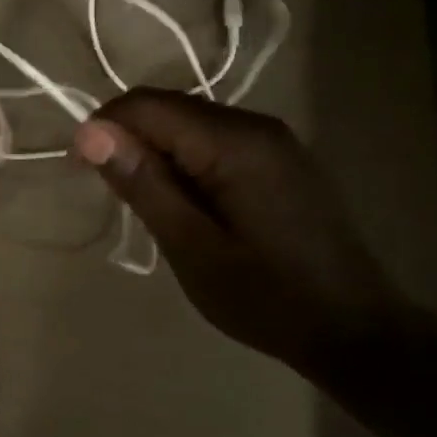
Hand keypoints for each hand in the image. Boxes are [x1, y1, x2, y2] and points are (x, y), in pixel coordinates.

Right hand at [74, 89, 409, 378]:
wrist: (357, 331)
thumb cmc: (267, 298)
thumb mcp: (192, 248)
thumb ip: (143, 184)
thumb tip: (90, 132)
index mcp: (234, 143)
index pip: (147, 105)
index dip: (103, 128)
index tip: (79, 171)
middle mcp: (256, 124)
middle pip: (169, 107)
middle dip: (128, 140)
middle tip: (113, 196)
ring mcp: (274, 139)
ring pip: (190, 123)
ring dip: (156, 152)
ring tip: (148, 206)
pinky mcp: (281, 158)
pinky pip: (215, 141)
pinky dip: (185, 161)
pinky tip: (186, 204)